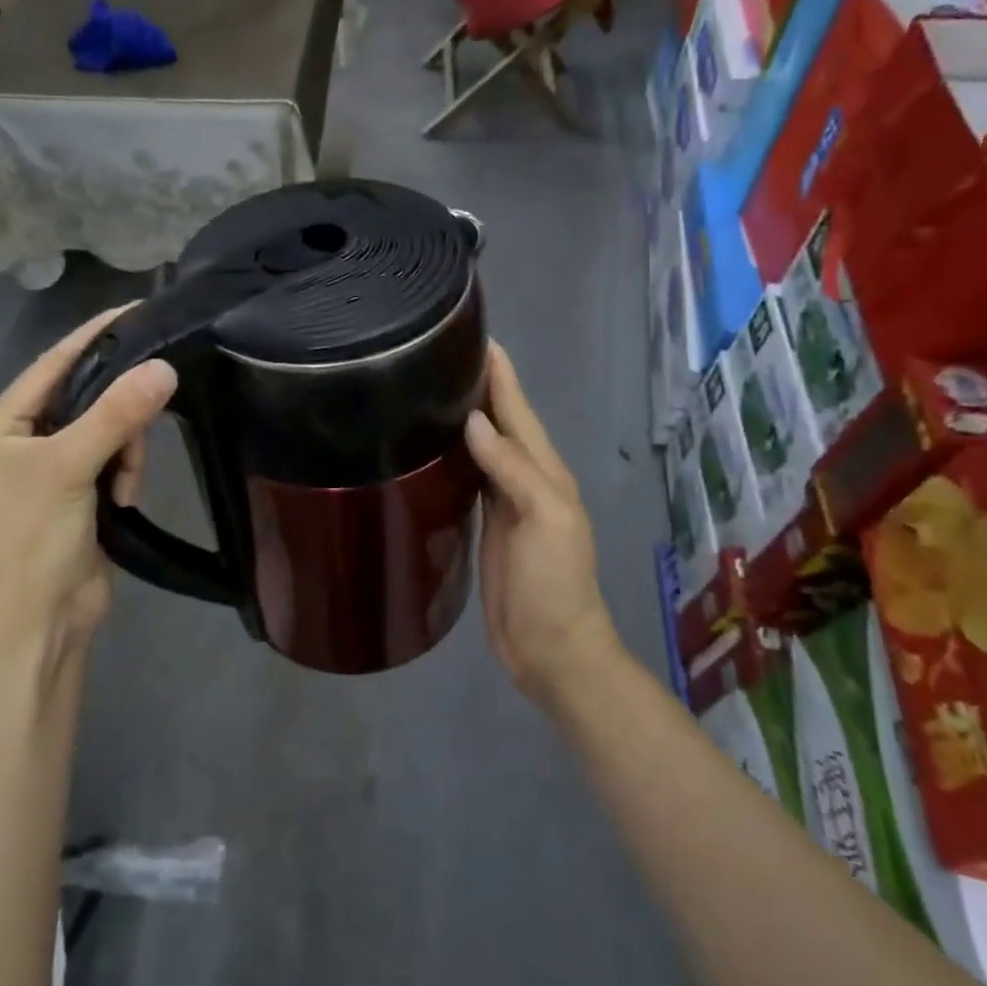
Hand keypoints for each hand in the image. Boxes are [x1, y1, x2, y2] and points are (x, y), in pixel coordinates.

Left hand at [0, 305, 176, 656]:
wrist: (45, 618)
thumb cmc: (38, 538)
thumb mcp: (73, 468)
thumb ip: (117, 415)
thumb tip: (164, 367)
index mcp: (0, 426)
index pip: (51, 364)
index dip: (92, 336)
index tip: (135, 310)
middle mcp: (21, 440)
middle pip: (84, 396)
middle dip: (117, 412)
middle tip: (143, 426)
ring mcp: (51, 467)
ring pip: (105, 428)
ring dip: (125, 450)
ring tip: (125, 484)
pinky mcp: (78, 491)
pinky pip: (112, 457)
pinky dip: (125, 471)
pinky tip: (125, 498)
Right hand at [464, 343, 614, 701]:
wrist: (550, 648)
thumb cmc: (553, 583)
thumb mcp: (545, 520)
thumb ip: (514, 469)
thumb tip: (473, 423)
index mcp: (545, 472)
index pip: (518, 412)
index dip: (501, 375)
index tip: (478, 337)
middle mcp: (525, 479)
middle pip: (500, 422)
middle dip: (480, 386)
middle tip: (443, 353)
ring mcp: (504, 504)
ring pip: (483, 447)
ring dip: (465, 417)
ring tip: (433, 389)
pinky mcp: (485, 526)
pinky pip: (469, 478)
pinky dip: (454, 456)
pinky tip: (433, 447)